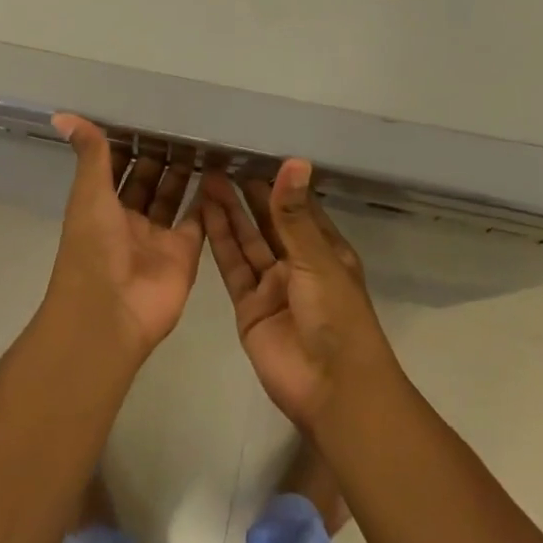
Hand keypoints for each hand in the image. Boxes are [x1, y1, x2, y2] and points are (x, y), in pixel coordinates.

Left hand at [44, 115, 204, 363]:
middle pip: (147, 180)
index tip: (149, 112)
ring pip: (172, 196)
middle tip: (185, 121)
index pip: (116, 166)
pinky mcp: (184, 253)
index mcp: (100, 205)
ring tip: (204, 139)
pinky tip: (219, 172)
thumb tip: (62, 113)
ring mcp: (157, 237)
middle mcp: (128, 219)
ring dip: (184, 172)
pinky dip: (207, 200)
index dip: (130, 142)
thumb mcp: (89, 193)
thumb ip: (90, 153)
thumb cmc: (93, 248)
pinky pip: (198, 221)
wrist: (111, 314)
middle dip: (161, 154)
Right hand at [201, 161, 396, 432]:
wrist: (331, 388)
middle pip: (268, 222)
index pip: (298, 207)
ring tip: (207, 179)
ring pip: (247, 241)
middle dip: (247, 194)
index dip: (277, 184)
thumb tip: (294, 160)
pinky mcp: (248, 307)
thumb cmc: (336, 315)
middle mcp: (297, 263)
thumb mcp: (316, 258)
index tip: (253, 154)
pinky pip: (233, 267)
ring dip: (229, 212)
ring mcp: (272, 285)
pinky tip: (205, 214)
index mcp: (325, 249)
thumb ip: (293, 213)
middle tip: (221, 162)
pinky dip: (220, 241)